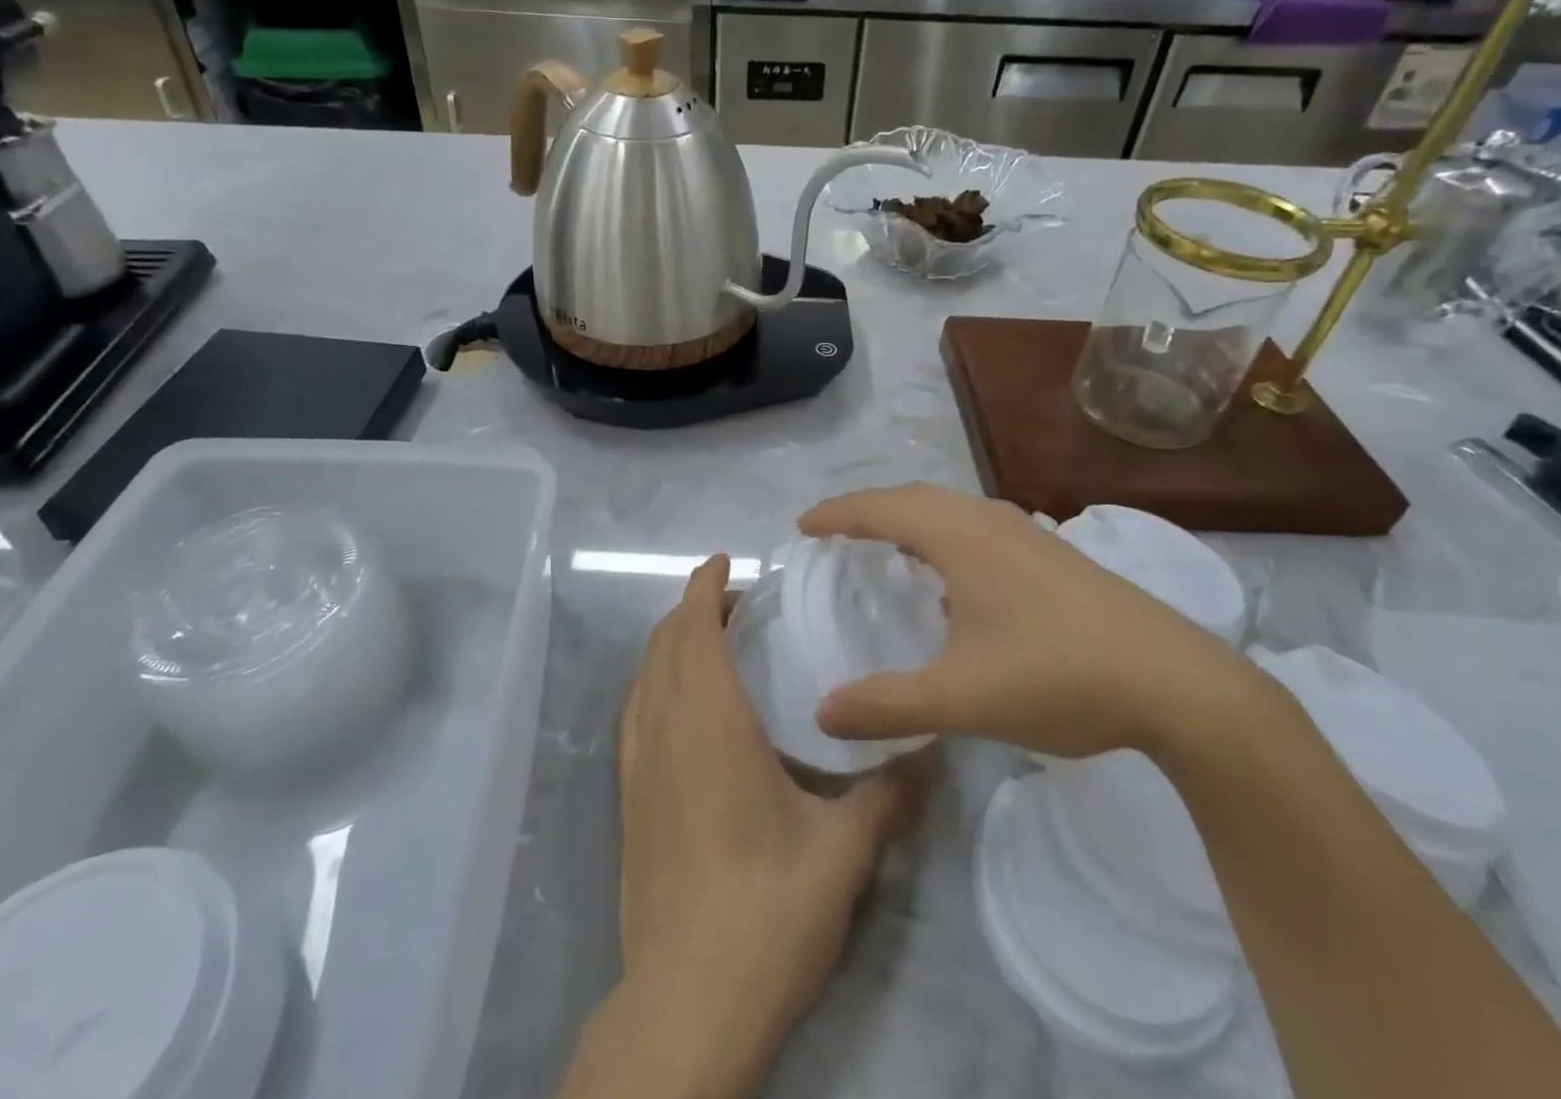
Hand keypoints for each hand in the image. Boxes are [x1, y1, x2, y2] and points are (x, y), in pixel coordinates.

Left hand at [617, 555, 930, 1085]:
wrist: (686, 999)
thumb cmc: (765, 909)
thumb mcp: (843, 851)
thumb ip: (889, 793)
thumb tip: (932, 749)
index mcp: (708, 721)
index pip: (692, 628)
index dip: (702, 586)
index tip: (723, 561)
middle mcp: (663, 728)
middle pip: (663, 643)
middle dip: (692, 609)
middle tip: (737, 605)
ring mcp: (637, 763)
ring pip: (644, 675)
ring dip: (670, 644)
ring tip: (713, 643)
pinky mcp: (628, 797)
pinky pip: (635, 712)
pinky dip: (655, 682)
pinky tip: (684, 707)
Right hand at [800, 484, 1250, 758]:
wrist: (1180, 685)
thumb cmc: (1059, 677)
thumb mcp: (961, 698)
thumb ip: (887, 705)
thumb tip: (822, 714)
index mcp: (960, 537)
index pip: (881, 509)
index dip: (836, 514)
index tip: (802, 525)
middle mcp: (990, 521)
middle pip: (914, 498)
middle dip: (868, 510)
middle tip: (835, 534)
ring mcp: (1029, 535)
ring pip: (951, 510)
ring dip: (910, 520)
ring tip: (885, 548)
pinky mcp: (1054, 556)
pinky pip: (978, 527)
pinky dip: (944, 536)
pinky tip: (953, 578)